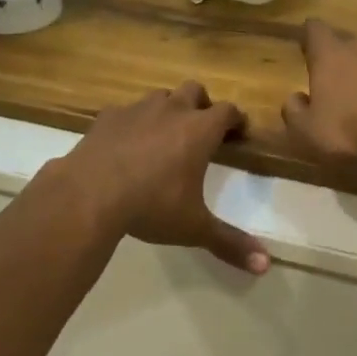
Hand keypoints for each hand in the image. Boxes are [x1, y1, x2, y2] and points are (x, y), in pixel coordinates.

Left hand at [60, 83, 268, 274]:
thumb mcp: (194, 227)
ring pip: (161, 96)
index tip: (238, 129)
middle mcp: (172, 110)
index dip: (236, 119)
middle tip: (201, 127)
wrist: (90, 193)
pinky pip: (127, 111)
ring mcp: (138, 109)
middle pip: (195, 90)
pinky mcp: (108, 116)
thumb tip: (266, 264)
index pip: (228, 111)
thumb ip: (230, 243)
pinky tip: (125, 143)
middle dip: (202, 104)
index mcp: (199, 130)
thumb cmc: (151, 206)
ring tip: (163, 134)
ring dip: (167, 109)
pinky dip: (132, 122)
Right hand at [281, 20, 356, 183]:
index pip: (315, 29)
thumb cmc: (351, 136)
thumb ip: (293, 111)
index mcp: (332, 57)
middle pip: (352, 43)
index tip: (308, 50)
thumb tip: (295, 98)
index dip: (310, 38)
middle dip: (347, 59)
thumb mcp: (305, 134)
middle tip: (344, 86)